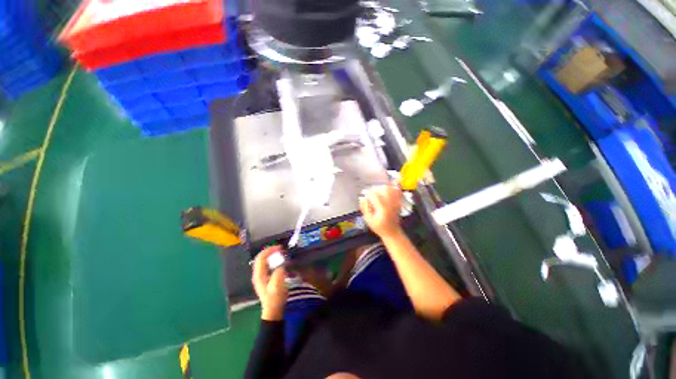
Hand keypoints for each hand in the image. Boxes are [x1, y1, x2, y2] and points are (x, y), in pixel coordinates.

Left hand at [252, 246, 287, 320]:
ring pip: (263, 261)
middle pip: (261, 258)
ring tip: (280, 252)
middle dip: (270, 251)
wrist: (273, 310)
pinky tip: (279, 260)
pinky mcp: (265, 278)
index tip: (280, 248)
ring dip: (271, 254)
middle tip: (280, 249)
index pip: (261, 258)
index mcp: (259, 275)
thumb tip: (281, 265)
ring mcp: (260, 276)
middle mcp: (258, 274)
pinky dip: (272, 259)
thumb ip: (278, 273)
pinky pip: (267, 264)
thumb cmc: (275, 298)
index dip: (269, 250)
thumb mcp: (277, 286)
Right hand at [359, 184, 402, 237]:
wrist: (392, 232)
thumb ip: (364, 208)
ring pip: (390, 189)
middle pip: (383, 189)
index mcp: (382, 208)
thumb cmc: (379, 227)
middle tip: (370, 192)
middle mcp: (390, 203)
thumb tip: (362, 198)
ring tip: (377, 191)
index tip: (364, 193)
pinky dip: (392, 188)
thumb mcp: (368, 219)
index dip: (368, 192)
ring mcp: (396, 202)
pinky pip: (397, 191)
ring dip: (382, 187)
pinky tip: (386, 189)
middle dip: (375, 189)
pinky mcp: (399, 202)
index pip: (374, 195)